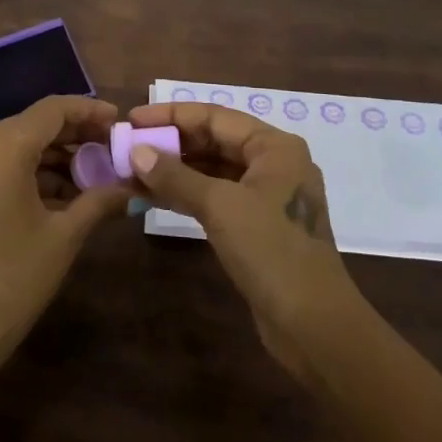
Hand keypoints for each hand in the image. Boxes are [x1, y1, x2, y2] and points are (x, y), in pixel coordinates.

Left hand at [0, 95, 127, 414]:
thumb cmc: (10, 283)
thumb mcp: (63, 238)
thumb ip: (99, 200)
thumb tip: (132, 186)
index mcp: (0, 151)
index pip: (52, 110)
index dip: (89, 111)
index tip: (119, 122)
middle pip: (32, 125)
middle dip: (74, 136)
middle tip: (112, 151)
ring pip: (15, 147)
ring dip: (54, 157)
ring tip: (94, 178)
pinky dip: (29, 174)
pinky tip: (62, 196)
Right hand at [126, 102, 364, 379]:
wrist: (313, 325)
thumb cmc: (271, 251)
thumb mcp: (220, 207)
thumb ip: (176, 176)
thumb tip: (137, 151)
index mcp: (274, 146)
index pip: (215, 116)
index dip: (172, 115)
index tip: (133, 119)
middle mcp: (273, 163)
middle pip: (214, 141)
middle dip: (171, 144)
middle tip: (128, 147)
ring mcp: (267, 196)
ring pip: (213, 170)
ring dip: (175, 171)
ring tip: (131, 172)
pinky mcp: (258, 225)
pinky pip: (217, 196)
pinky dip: (187, 194)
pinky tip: (154, 197)